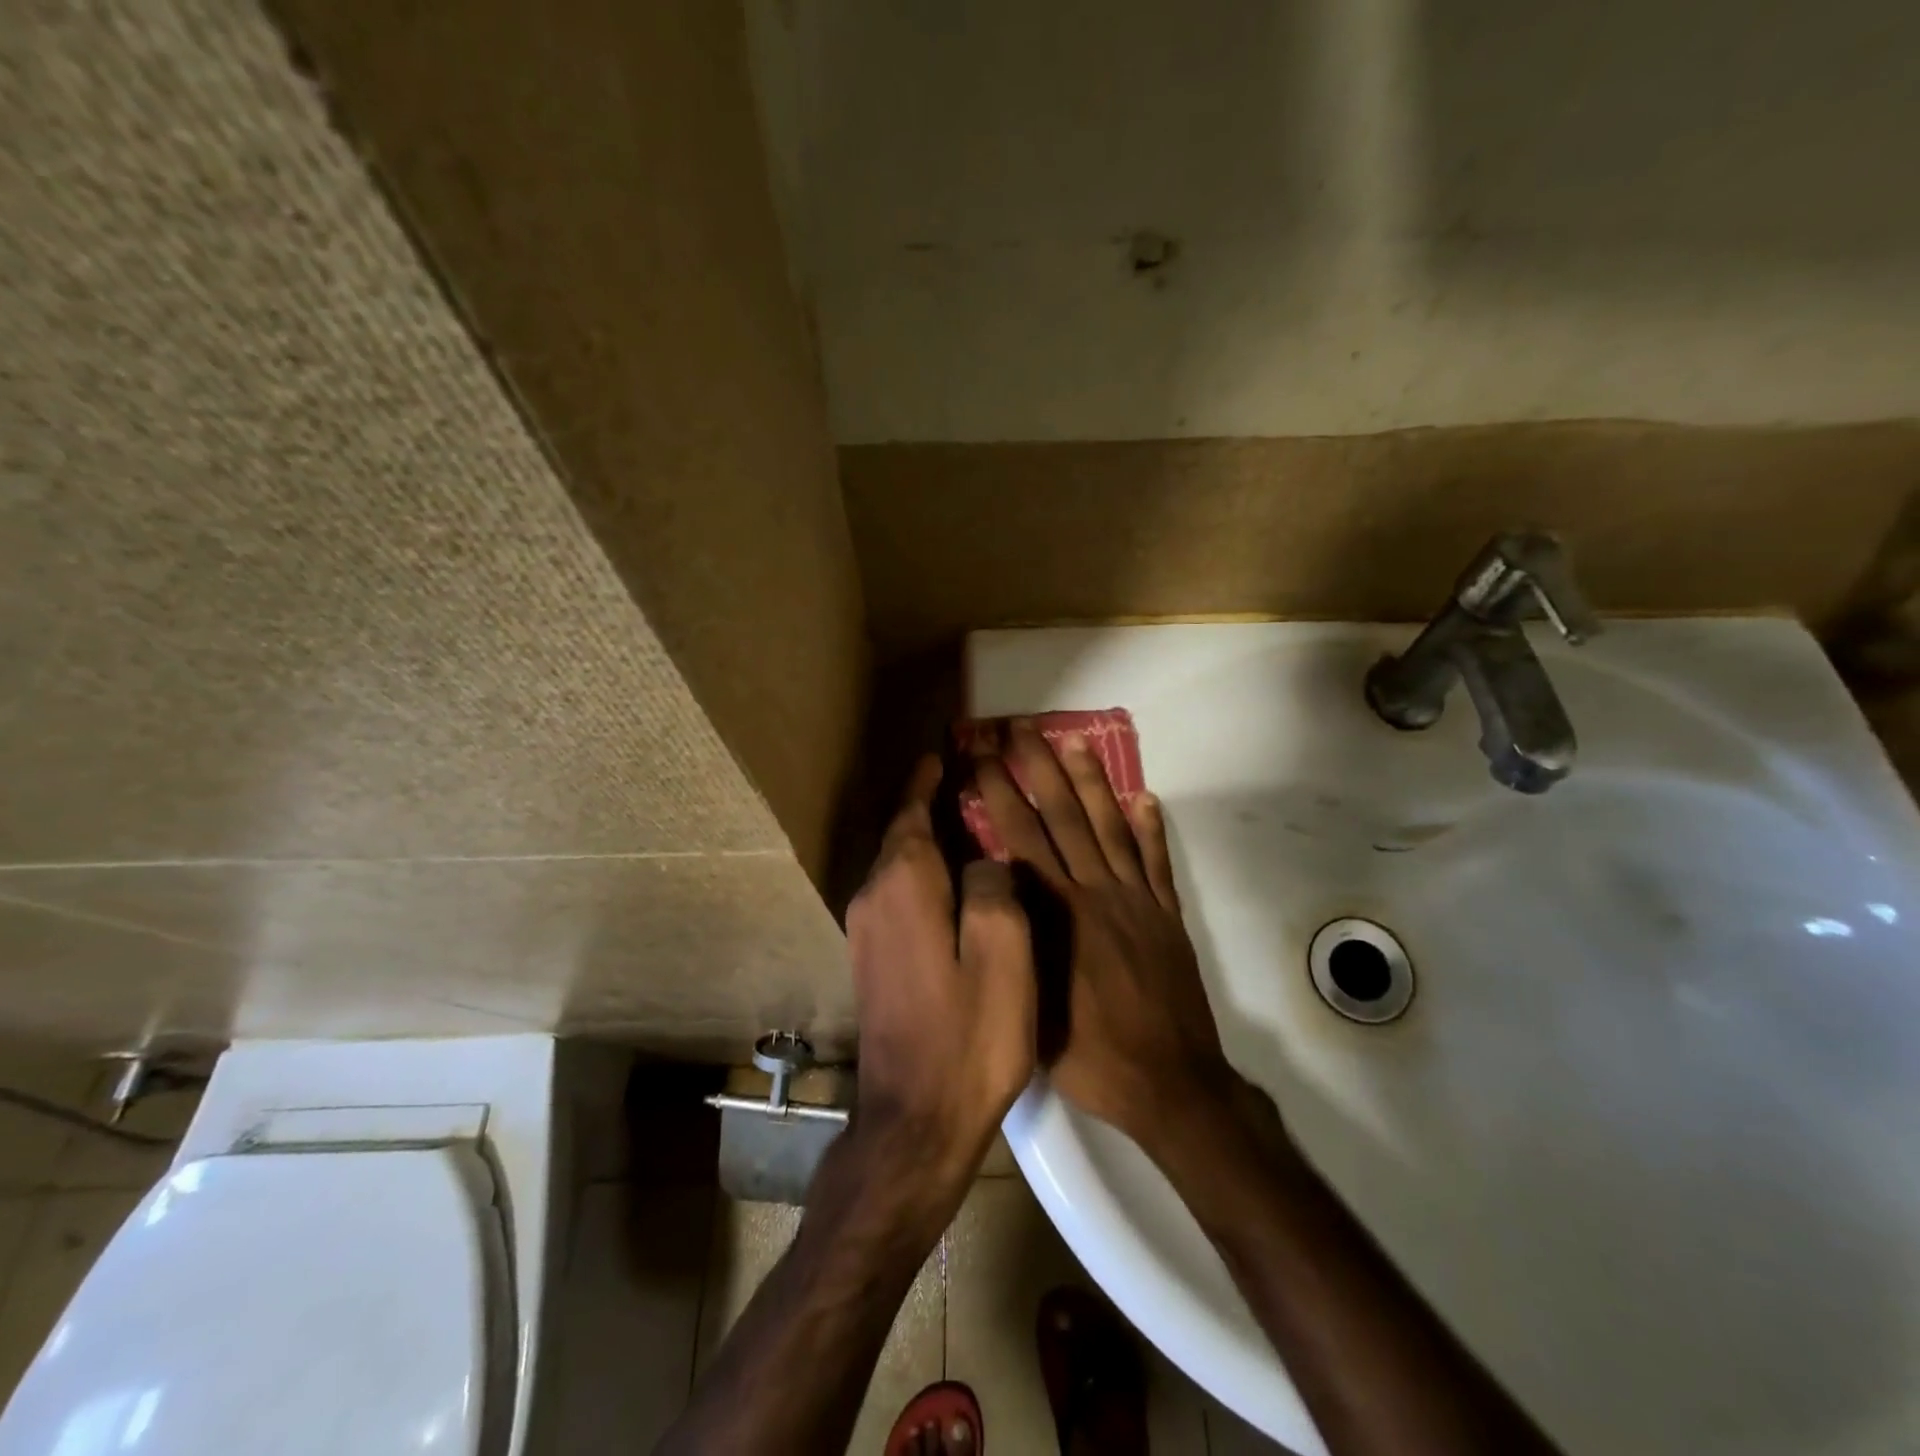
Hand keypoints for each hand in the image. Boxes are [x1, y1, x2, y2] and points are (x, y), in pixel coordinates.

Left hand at [846, 756, 1037, 1185]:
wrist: (914, 1121)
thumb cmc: (968, 1035)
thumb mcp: (1003, 953)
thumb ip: (995, 887)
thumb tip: (984, 858)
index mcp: (904, 884)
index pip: (913, 811)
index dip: (930, 781)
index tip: (945, 753)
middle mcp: (873, 897)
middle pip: (903, 834)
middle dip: (930, 804)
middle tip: (969, 782)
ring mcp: (866, 931)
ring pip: (899, 866)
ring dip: (928, 840)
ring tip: (967, 824)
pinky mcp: (872, 959)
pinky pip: (898, 895)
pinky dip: (924, 875)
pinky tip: (954, 884)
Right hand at [970, 721, 1233, 1152]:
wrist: (1170, 1082)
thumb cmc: (1090, 1054)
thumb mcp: (1031, 1003)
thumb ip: (1014, 942)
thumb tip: (994, 892)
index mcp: (1057, 914)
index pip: (1020, 838)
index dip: (999, 792)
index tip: (983, 756)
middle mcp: (1095, 893)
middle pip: (1062, 818)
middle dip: (1038, 769)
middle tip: (1021, 729)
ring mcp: (1136, 900)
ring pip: (1110, 828)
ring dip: (1091, 783)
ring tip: (1075, 743)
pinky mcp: (1166, 916)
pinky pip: (1157, 862)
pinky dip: (1151, 828)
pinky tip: (1145, 797)